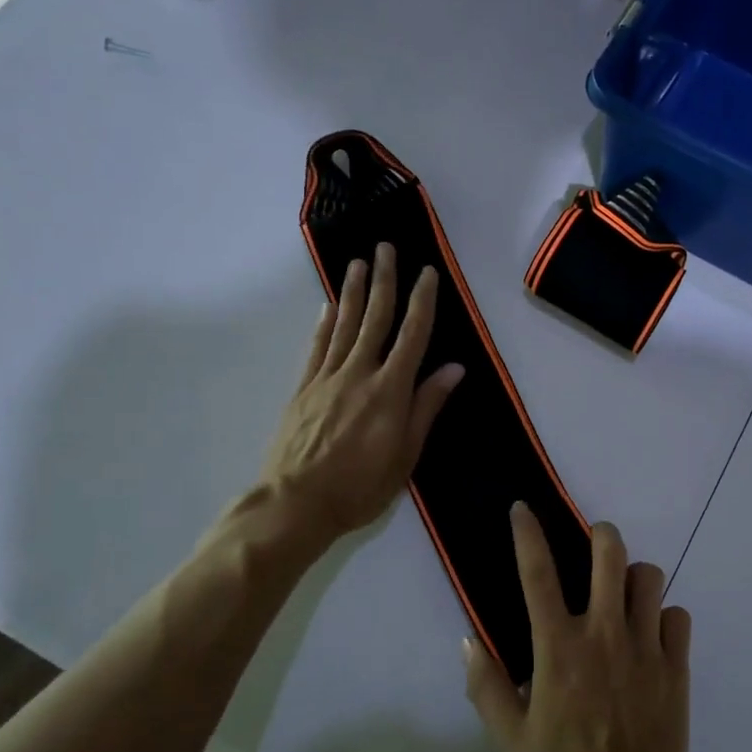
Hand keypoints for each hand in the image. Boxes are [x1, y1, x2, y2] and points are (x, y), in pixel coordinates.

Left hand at [265, 243, 465, 551]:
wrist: (296, 503)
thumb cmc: (361, 486)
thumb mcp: (407, 454)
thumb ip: (427, 406)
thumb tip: (454, 368)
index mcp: (390, 390)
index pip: (412, 335)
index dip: (422, 301)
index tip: (427, 272)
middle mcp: (359, 373)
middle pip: (375, 319)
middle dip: (384, 281)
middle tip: (385, 248)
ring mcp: (327, 378)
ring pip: (344, 325)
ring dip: (353, 292)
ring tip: (358, 263)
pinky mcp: (304, 389)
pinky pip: (317, 347)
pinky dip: (325, 323)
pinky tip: (329, 306)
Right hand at [464, 505, 696, 751]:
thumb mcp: (511, 741)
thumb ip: (486, 687)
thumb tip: (468, 640)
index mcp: (559, 648)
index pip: (538, 574)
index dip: (527, 534)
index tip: (522, 508)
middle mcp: (604, 632)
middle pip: (610, 553)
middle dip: (601, 534)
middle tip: (593, 544)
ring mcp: (646, 644)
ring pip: (649, 577)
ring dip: (634, 577)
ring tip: (623, 595)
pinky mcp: (677, 663)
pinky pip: (677, 616)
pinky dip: (664, 618)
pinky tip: (652, 637)